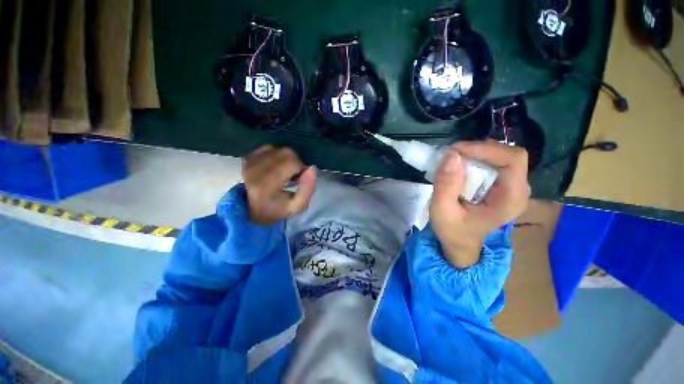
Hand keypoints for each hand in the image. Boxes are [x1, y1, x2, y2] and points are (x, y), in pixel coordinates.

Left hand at [242, 145, 315, 225]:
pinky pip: (271, 147)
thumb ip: (308, 189)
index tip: (299, 180)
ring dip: (288, 158)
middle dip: (296, 162)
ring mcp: (251, 161)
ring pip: (280, 149)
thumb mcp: (297, 206)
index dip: (301, 169)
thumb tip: (312, 168)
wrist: (252, 209)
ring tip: (285, 171)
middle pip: (287, 153)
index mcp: (267, 184)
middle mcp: (256, 169)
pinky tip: (277, 166)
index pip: (292, 163)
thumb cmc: (277, 209)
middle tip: (294, 175)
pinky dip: (278, 155)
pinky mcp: (249, 157)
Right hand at [429, 141, 530, 268]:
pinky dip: (476, 158)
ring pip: (502, 156)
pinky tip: (460, 165)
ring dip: (476, 153)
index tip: (455, 151)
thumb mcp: (442, 210)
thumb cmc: (452, 230)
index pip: (513, 160)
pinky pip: (495, 162)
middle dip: (478, 149)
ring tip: (453, 159)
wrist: (460, 242)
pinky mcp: (503, 185)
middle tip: (451, 154)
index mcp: (510, 200)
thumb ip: (446, 185)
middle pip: (509, 155)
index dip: (485, 149)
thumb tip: (452, 155)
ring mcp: (513, 187)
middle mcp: (519, 190)